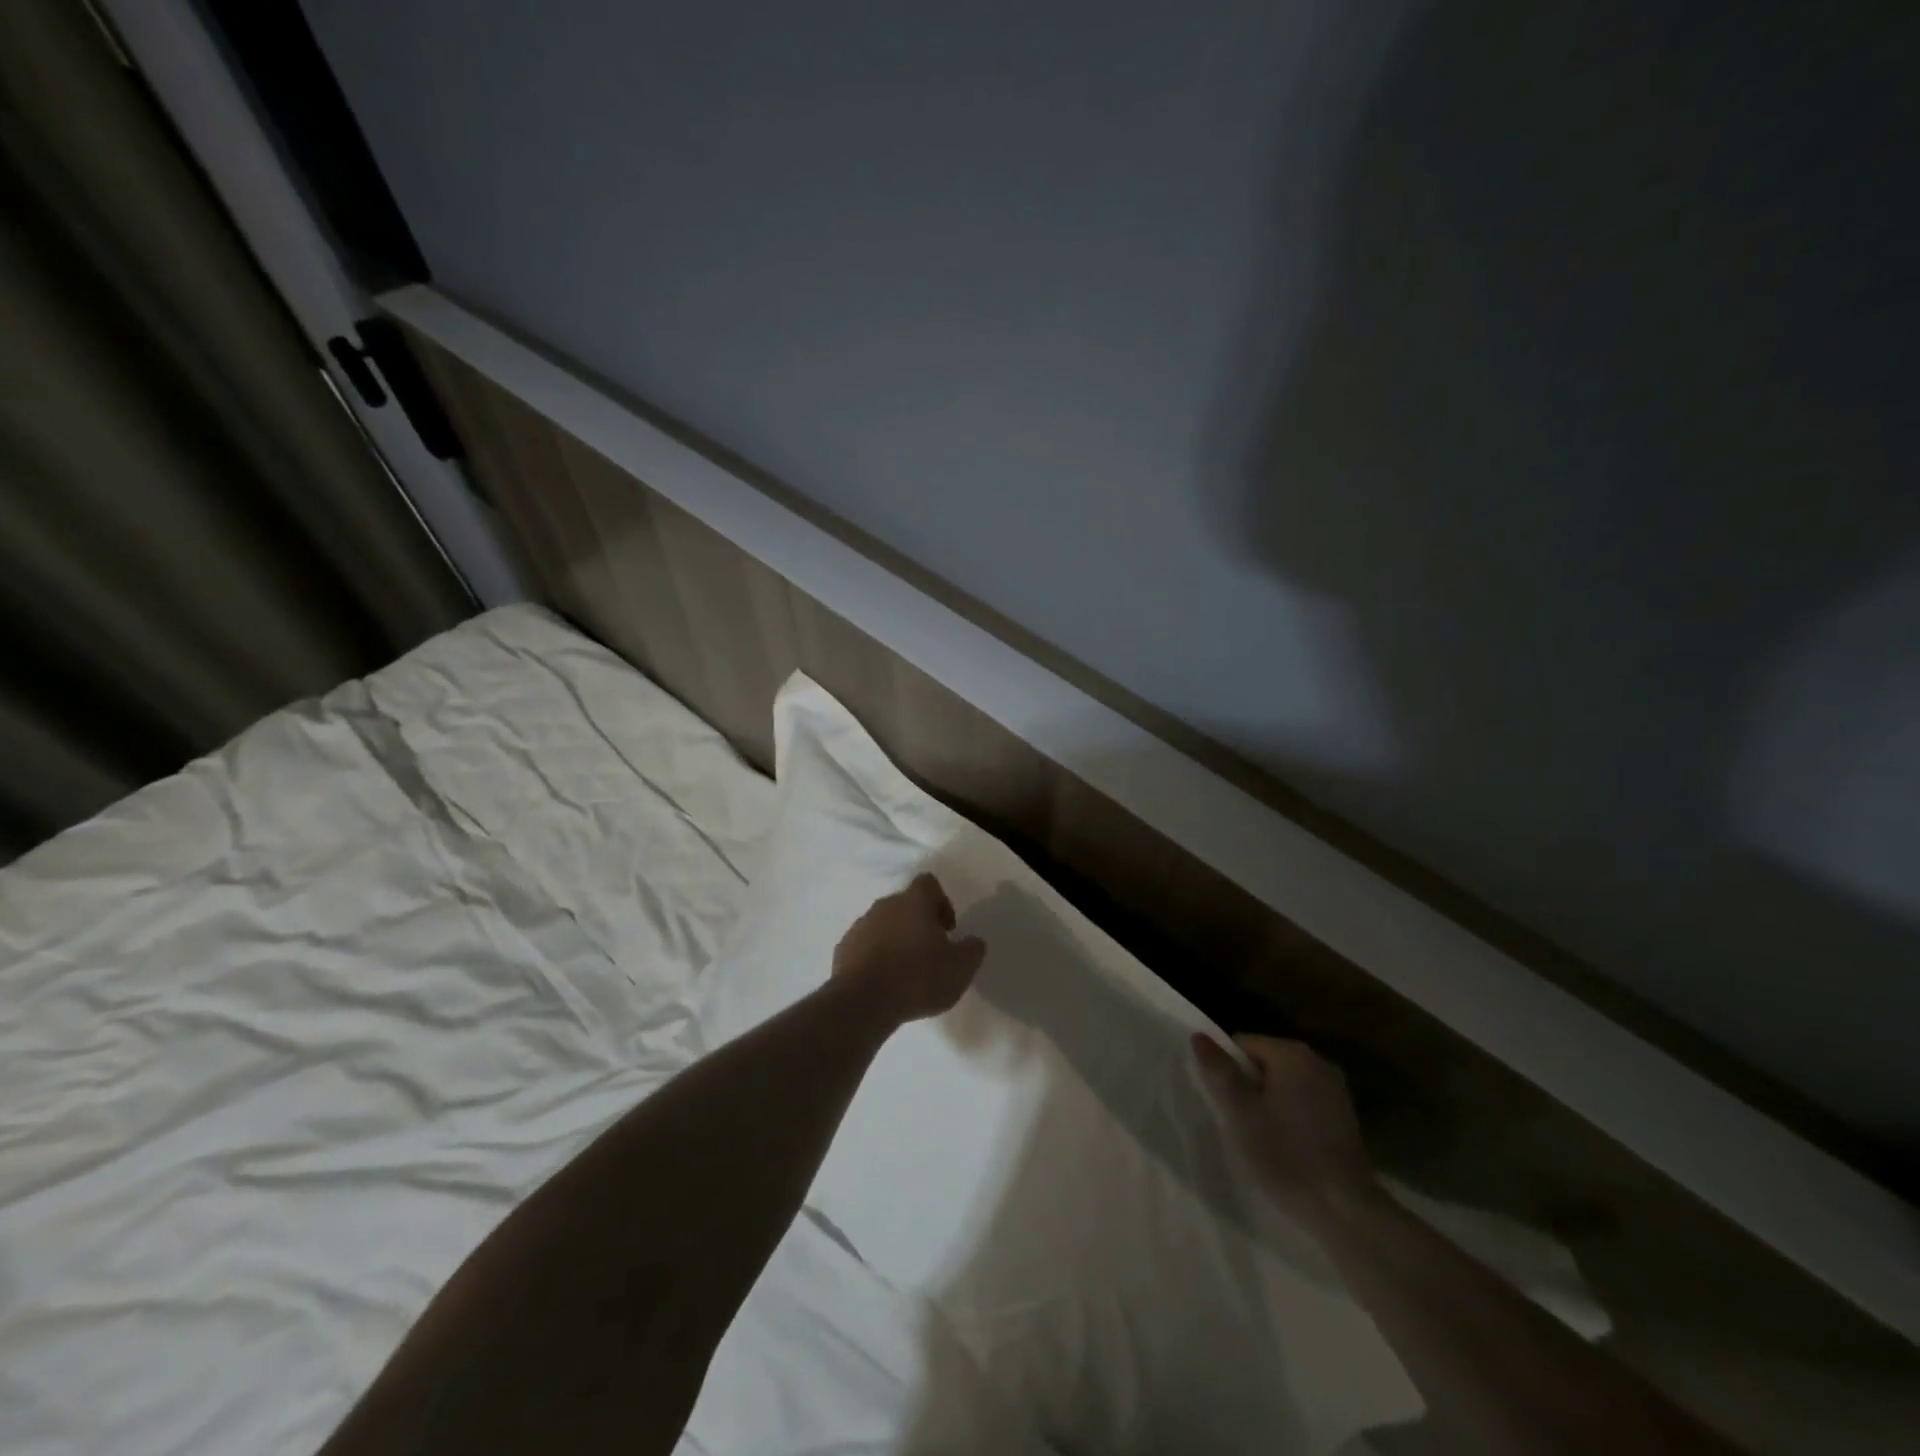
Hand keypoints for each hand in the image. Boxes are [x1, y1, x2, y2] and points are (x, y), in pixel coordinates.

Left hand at [831, 873, 986, 1024]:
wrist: (863, 1003)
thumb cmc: (918, 978)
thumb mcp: (960, 968)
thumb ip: (973, 949)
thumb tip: (973, 941)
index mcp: (914, 902)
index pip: (928, 883)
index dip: (941, 902)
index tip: (947, 930)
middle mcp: (885, 905)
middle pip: (905, 904)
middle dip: (918, 923)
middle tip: (930, 952)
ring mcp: (860, 926)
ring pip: (883, 924)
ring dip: (896, 940)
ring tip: (905, 971)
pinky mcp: (843, 949)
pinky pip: (864, 946)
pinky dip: (875, 957)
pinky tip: (883, 982)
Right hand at [1193, 1033, 1379, 1230]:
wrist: (1346, 1211)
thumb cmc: (1286, 1155)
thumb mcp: (1240, 1112)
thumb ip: (1219, 1071)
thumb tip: (1199, 1036)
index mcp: (1292, 1053)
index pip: (1243, 1044)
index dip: (1227, 1070)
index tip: (1225, 1103)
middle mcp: (1318, 1062)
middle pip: (1265, 1062)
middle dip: (1249, 1086)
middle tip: (1240, 1122)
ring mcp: (1336, 1090)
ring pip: (1285, 1084)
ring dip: (1269, 1102)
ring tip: (1261, 1136)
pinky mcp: (1345, 1117)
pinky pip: (1304, 1103)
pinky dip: (1290, 1116)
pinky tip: (1287, 1146)